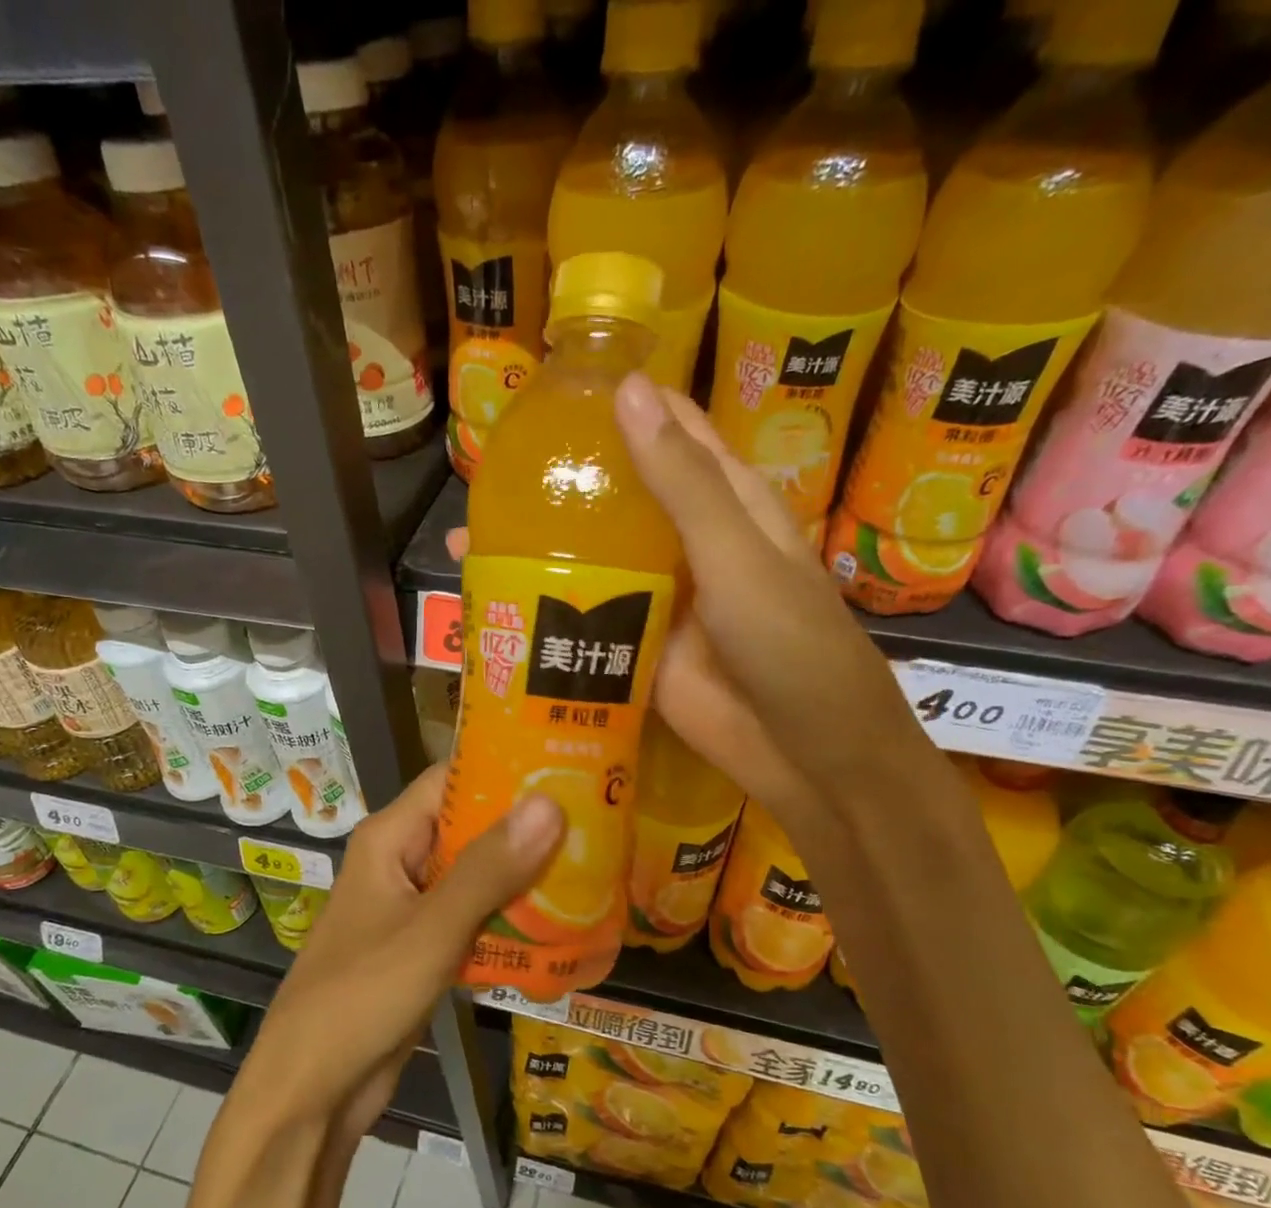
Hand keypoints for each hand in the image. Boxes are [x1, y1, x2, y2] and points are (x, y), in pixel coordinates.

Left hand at [233, 765, 562, 1140]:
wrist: (310, 1092)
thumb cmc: (360, 998)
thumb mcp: (431, 929)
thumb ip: (489, 869)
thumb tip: (549, 802)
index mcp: (390, 839)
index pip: (452, 780)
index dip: (506, 769)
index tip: (568, 767)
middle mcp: (400, 863)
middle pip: (470, 827)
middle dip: (527, 826)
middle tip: (597, 819)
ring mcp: (412, 908)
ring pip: (476, 875)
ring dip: (524, 874)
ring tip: (593, 863)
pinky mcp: (424, 948)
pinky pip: (473, 918)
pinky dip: (509, 918)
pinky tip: (561, 922)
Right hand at [449, 374, 930, 827]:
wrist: (807, 754)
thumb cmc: (790, 644)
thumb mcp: (737, 555)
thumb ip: (683, 483)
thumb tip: (627, 390)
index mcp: (723, 501)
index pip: (667, 431)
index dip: (616, 405)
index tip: (545, 392)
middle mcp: (685, 542)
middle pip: (615, 497)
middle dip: (557, 484)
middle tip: (482, 476)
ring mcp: (657, 598)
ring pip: (593, 558)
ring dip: (539, 548)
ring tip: (464, 538)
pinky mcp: (635, 648)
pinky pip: (587, 618)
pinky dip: (548, 610)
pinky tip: (494, 605)